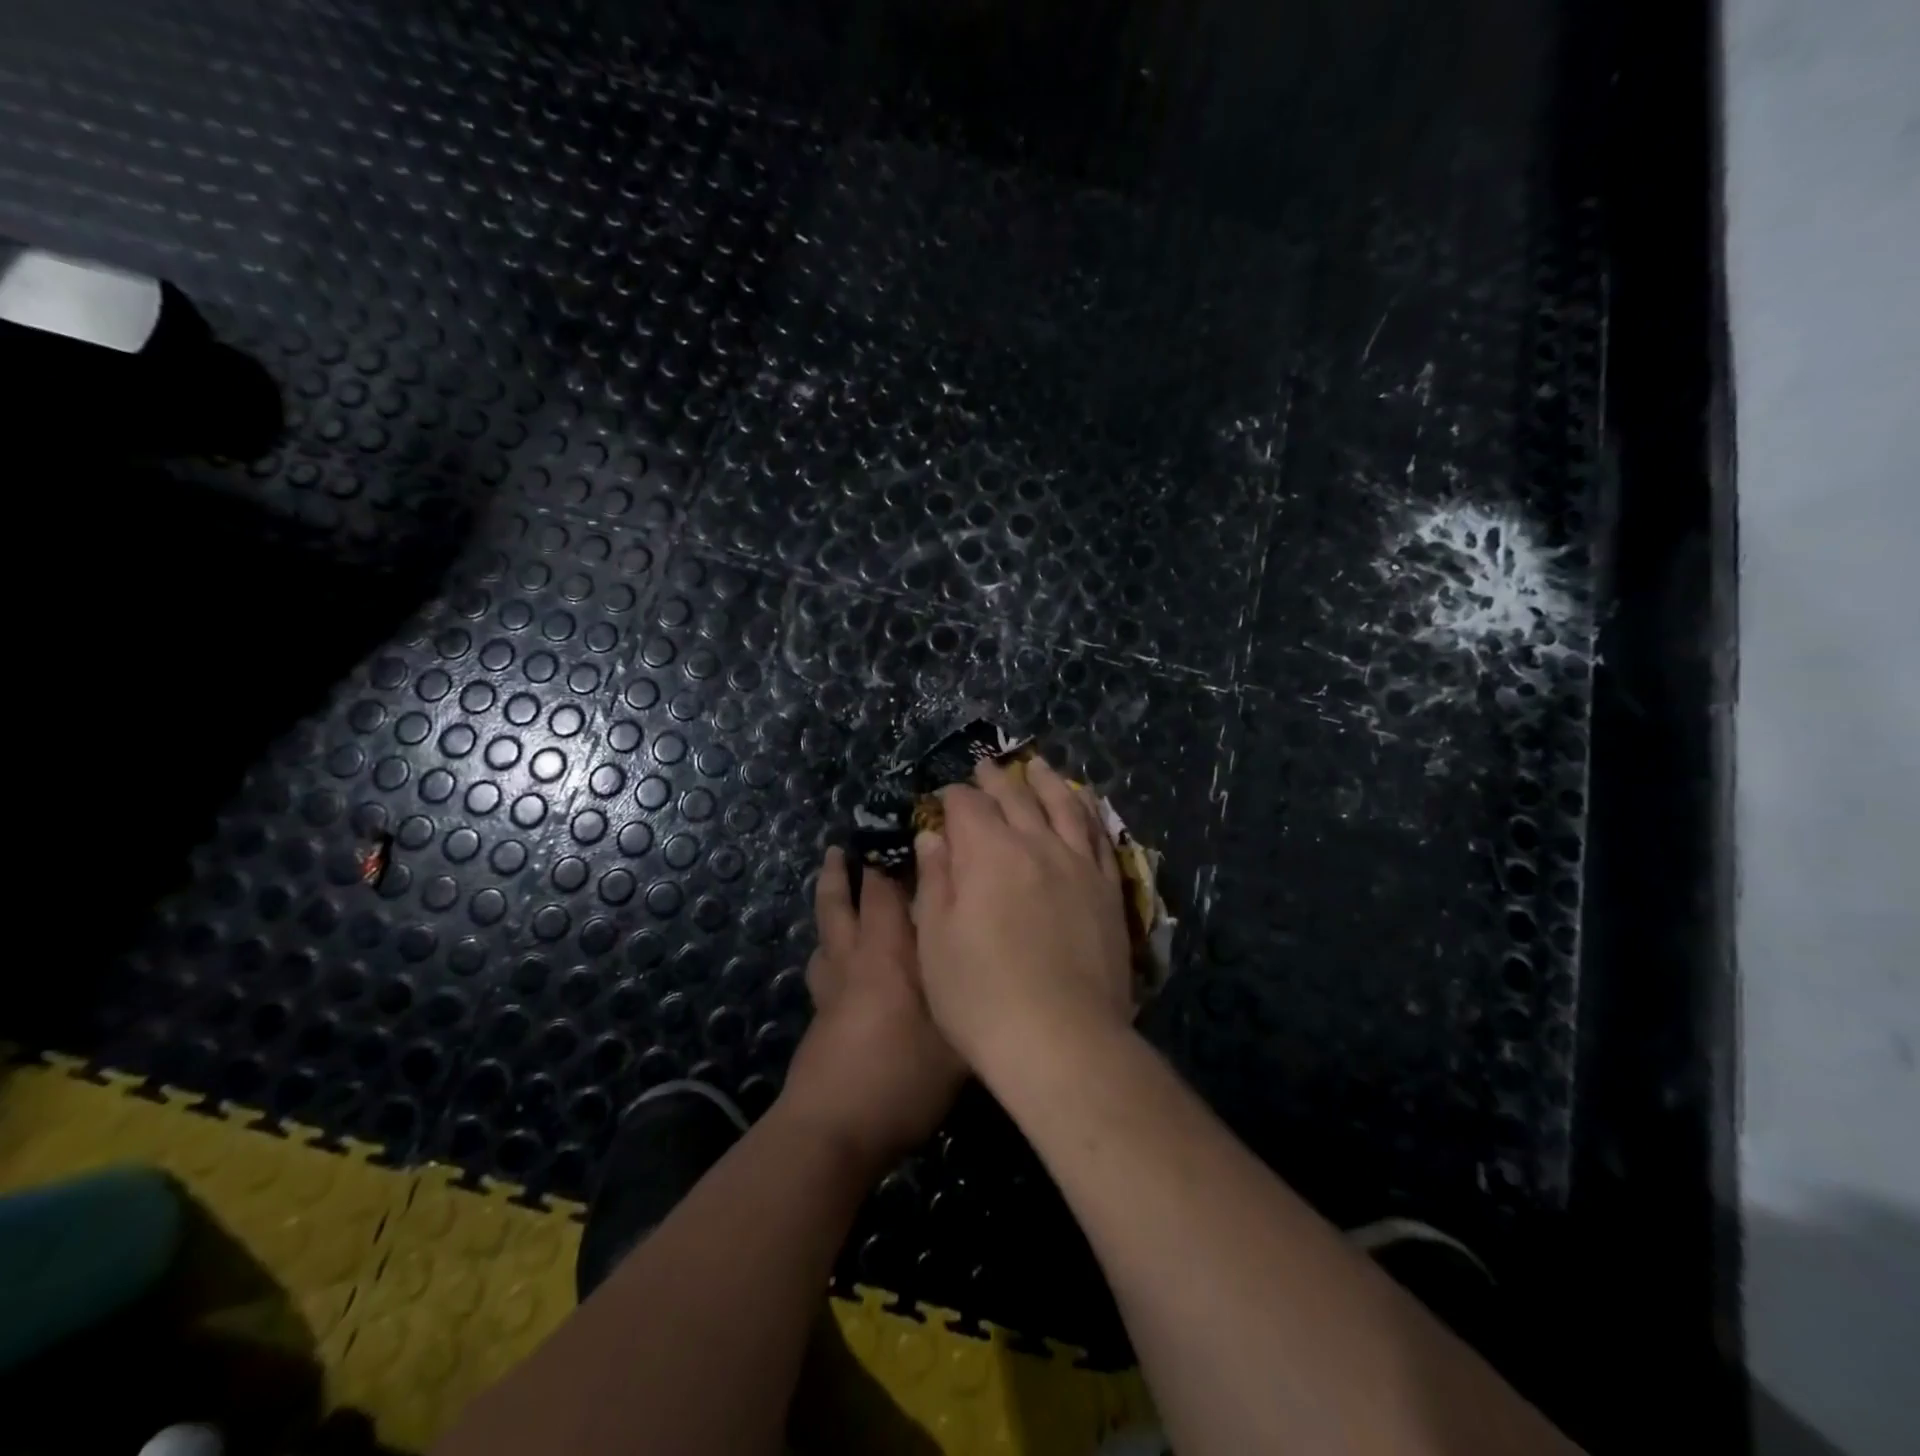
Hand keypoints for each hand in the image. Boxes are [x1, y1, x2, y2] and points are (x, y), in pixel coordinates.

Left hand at [780, 846, 965, 1168]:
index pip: (884, 894)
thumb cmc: (901, 1077)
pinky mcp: (820, 1020)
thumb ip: (976, 1001)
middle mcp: (855, 962)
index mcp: (887, 954)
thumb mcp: (958, 1041)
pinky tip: (837, 963)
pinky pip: (823, 969)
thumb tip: (996, 970)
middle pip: (840, 905)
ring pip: (825, 935)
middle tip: (841, 847)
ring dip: (829, 908)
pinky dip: (828, 952)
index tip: (896, 837)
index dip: (888, 863)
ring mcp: (831, 991)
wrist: (833, 1131)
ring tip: (834, 890)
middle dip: (842, 874)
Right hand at [912, 756, 1135, 1073]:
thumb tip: (934, 837)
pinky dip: (1088, 810)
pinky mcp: (1109, 887)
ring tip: (1036, 766)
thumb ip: (936, 880)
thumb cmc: (981, 996)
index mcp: (988, 852)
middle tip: (986, 766)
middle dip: (995, 779)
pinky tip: (1084, 803)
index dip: (952, 798)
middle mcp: (1036, 844)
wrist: (1062, 1040)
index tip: (944, 799)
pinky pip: (1100, 834)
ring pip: (1063, 805)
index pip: (967, 806)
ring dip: (1046, 781)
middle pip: (1015, 797)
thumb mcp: (936, 940)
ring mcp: (1078, 864)